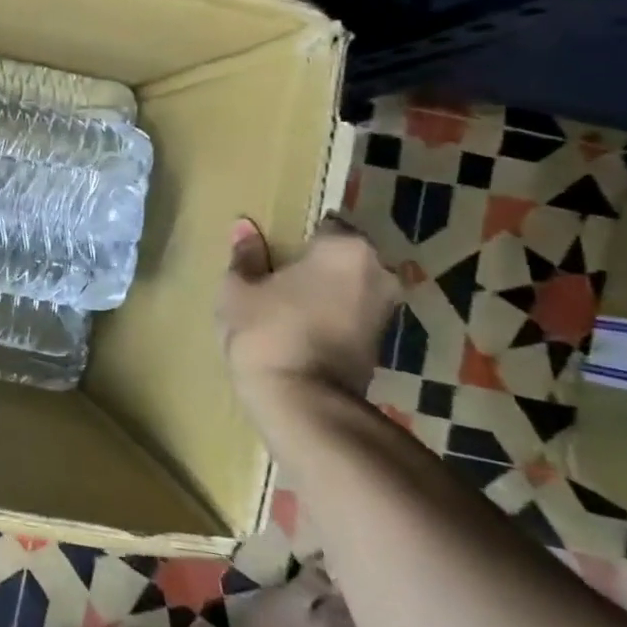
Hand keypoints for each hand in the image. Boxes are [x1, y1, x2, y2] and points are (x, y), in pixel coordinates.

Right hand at [218, 216, 399, 399]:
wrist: (302, 402)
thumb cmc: (267, 332)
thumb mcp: (240, 290)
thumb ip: (246, 255)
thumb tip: (244, 226)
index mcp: (345, 248)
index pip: (325, 224)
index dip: (298, 236)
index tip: (275, 251)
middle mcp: (378, 271)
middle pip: (344, 254)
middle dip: (318, 262)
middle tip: (280, 274)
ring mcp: (386, 308)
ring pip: (351, 284)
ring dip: (328, 290)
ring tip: (289, 301)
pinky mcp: (382, 342)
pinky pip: (353, 312)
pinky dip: (333, 314)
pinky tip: (303, 325)